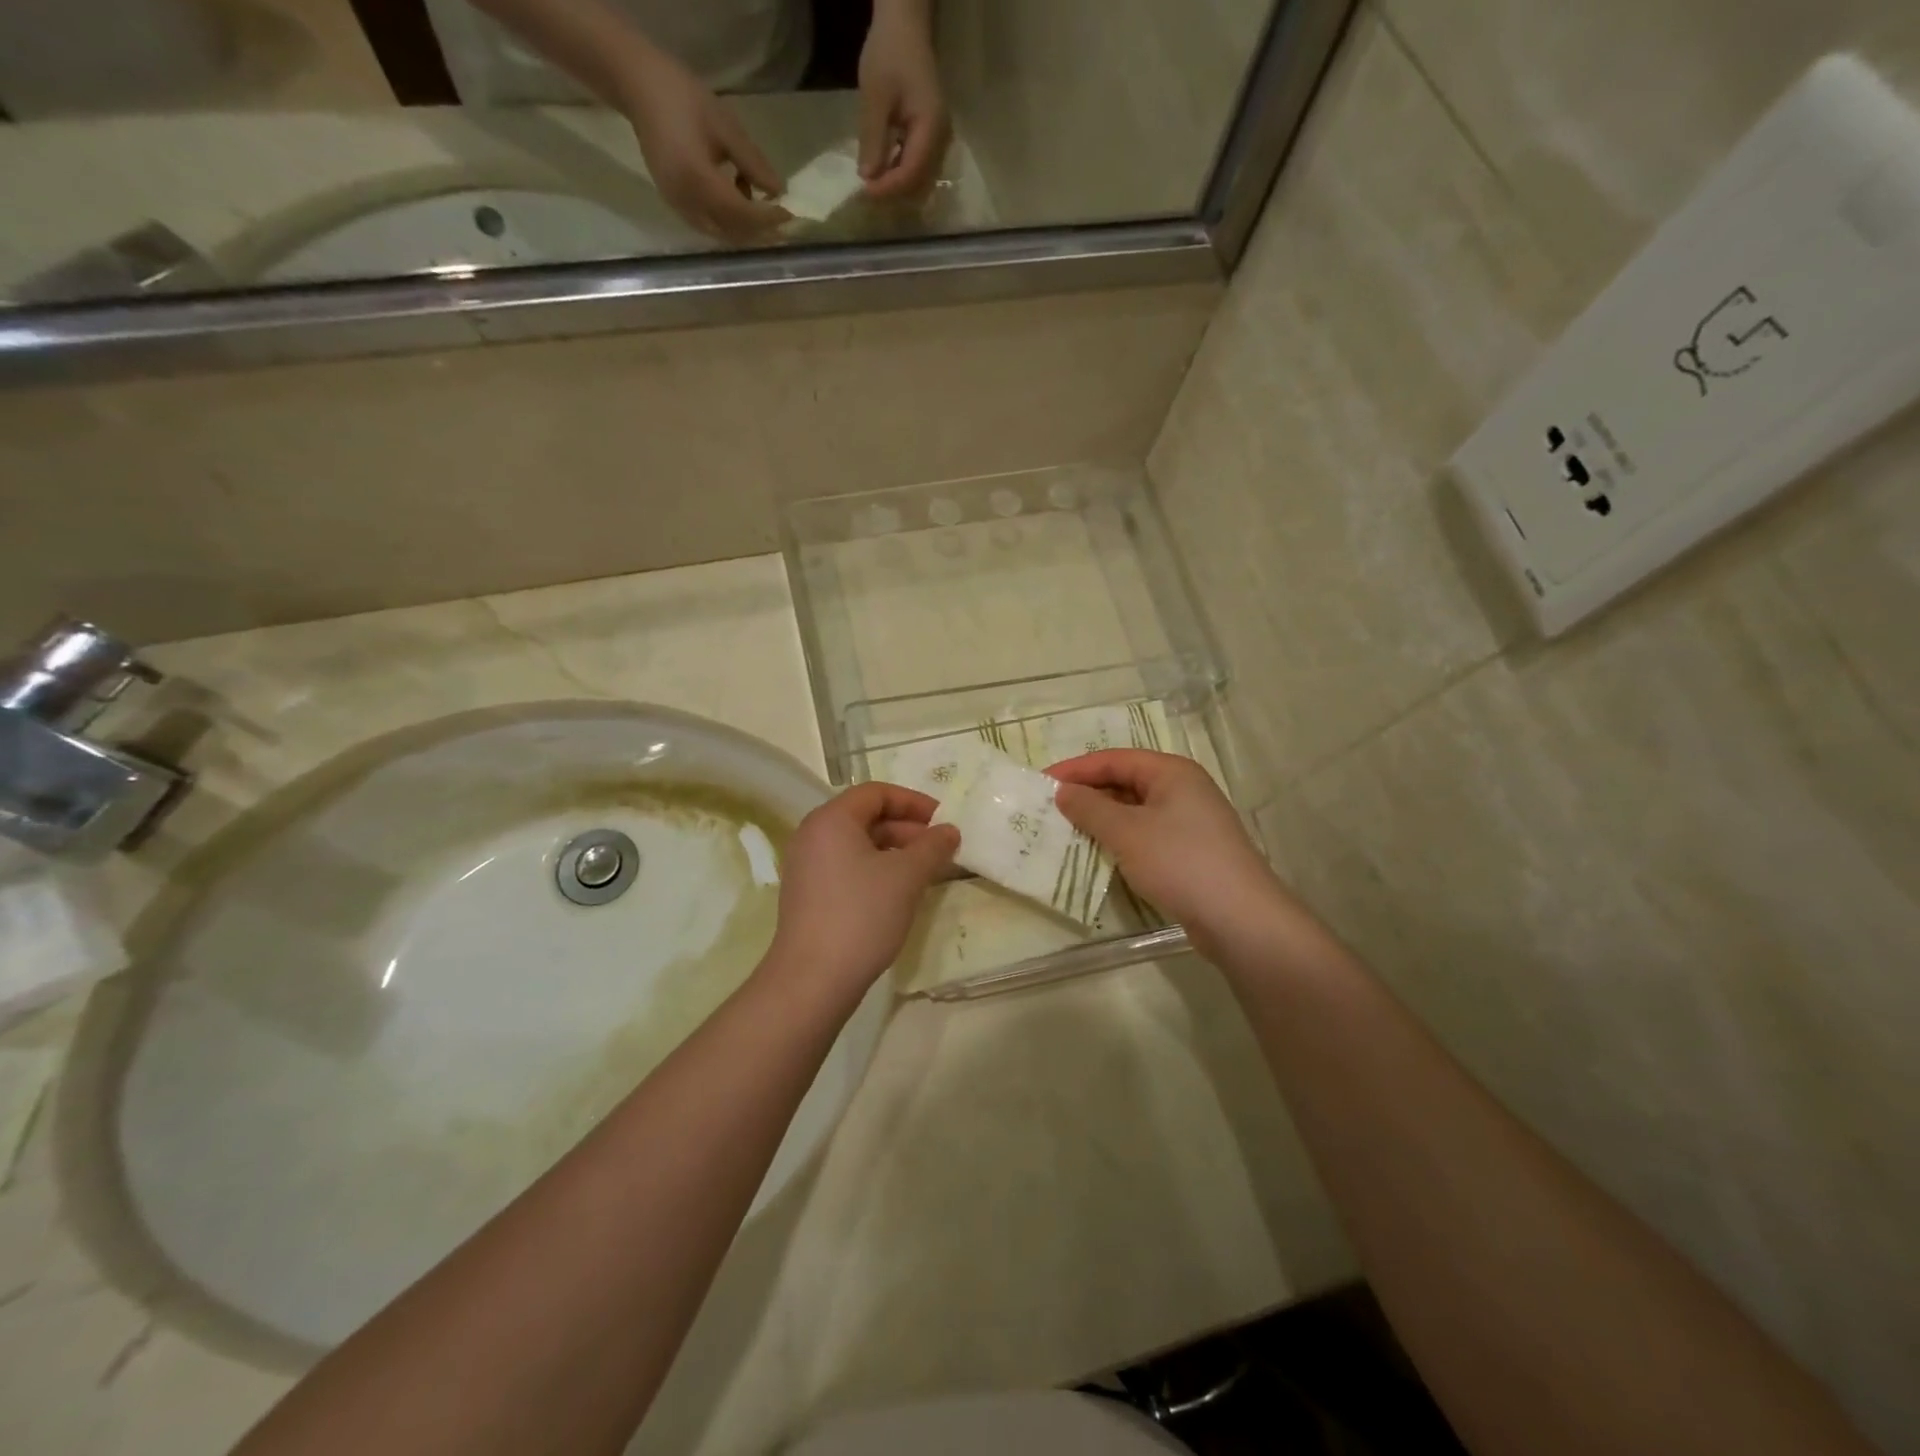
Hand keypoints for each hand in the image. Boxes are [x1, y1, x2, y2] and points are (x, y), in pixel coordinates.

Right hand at [617, 48, 789, 242]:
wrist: (638, 87)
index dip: (768, 218)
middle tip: (783, 221)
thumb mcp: (724, 126)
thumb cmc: (682, 97)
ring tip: (761, 204)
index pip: (742, 214)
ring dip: (745, 228)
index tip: (790, 214)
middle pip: (733, 232)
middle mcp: (687, 203)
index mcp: (697, 180)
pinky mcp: (675, 205)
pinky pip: (709, 225)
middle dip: (760, 231)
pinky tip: (737, 195)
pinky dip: (729, 221)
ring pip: (722, 234)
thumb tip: (779, 191)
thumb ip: (753, 162)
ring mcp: (678, 207)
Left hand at [765, 782, 958, 1001]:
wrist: (812, 979)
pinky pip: (847, 867)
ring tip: (925, 872)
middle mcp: (812, 835)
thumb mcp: (906, 876)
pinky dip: (876, 870)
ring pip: (858, 845)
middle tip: (940, 848)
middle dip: (907, 829)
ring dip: (895, 851)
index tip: (943, 819)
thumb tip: (949, 830)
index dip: (913, 802)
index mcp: (831, 819)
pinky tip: (899, 893)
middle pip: (866, 817)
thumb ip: (932, 847)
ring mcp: (806, 866)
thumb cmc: (862, 915)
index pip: (876, 793)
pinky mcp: (807, 894)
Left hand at [857, 7, 950, 199]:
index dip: (887, 188)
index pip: (911, 174)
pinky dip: (900, 176)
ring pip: (920, 182)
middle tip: (866, 193)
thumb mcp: (875, 95)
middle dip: (893, 193)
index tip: (863, 192)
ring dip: (896, 188)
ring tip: (872, 184)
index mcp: (931, 129)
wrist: (905, 27)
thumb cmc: (890, 54)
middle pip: (919, 185)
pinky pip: (919, 170)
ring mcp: (940, 143)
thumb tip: (867, 178)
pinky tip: (883, 170)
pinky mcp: (933, 141)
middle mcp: (942, 142)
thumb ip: (872, 139)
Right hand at [1050, 750, 1295, 958]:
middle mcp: (1183, 789)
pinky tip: (1099, 853)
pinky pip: (1145, 834)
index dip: (1076, 769)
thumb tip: (1063, 792)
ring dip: (1101, 818)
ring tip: (1066, 830)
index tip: (1041, 783)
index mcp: (1171, 772)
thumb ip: (1090, 808)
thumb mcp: (1127, 832)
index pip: (1114, 759)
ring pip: (1134, 810)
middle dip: (1087, 793)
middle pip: (1125, 781)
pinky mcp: (1190, 851)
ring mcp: (1190, 822)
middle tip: (1049, 808)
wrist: (1240, 919)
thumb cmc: (1180, 862)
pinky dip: (1120, 839)